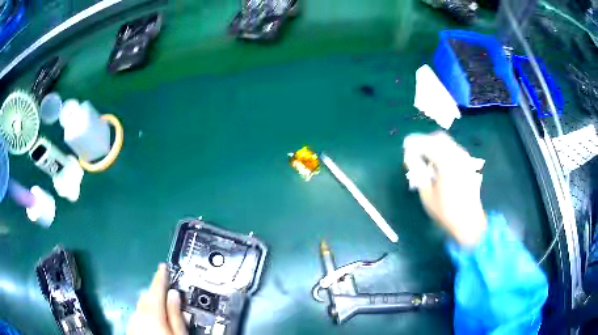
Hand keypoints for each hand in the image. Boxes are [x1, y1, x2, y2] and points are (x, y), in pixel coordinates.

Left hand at [127, 264, 187, 334]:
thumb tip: (174, 293)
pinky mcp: (130, 329)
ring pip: (142, 307)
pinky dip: (146, 315)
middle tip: (167, 292)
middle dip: (156, 293)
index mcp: (151, 313)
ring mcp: (132, 321)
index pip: (156, 289)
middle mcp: (138, 314)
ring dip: (151, 305)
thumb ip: (175, 314)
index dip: (161, 277)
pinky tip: (153, 324)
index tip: (163, 266)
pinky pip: (138, 316)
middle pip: (147, 297)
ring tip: (163, 311)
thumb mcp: (179, 334)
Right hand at [415, 132, 486, 246]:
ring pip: (447, 143)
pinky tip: (438, 164)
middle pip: (439, 138)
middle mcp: (457, 156)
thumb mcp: (427, 194)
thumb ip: (418, 172)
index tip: (405, 145)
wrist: (469, 221)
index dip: (415, 142)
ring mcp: (465, 159)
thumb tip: (409, 157)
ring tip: (425, 158)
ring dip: (435, 146)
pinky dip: (443, 151)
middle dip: (425, 141)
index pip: (427, 144)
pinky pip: (453, 150)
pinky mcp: (468, 164)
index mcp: (446, 163)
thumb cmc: (446, 211)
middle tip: (415, 151)